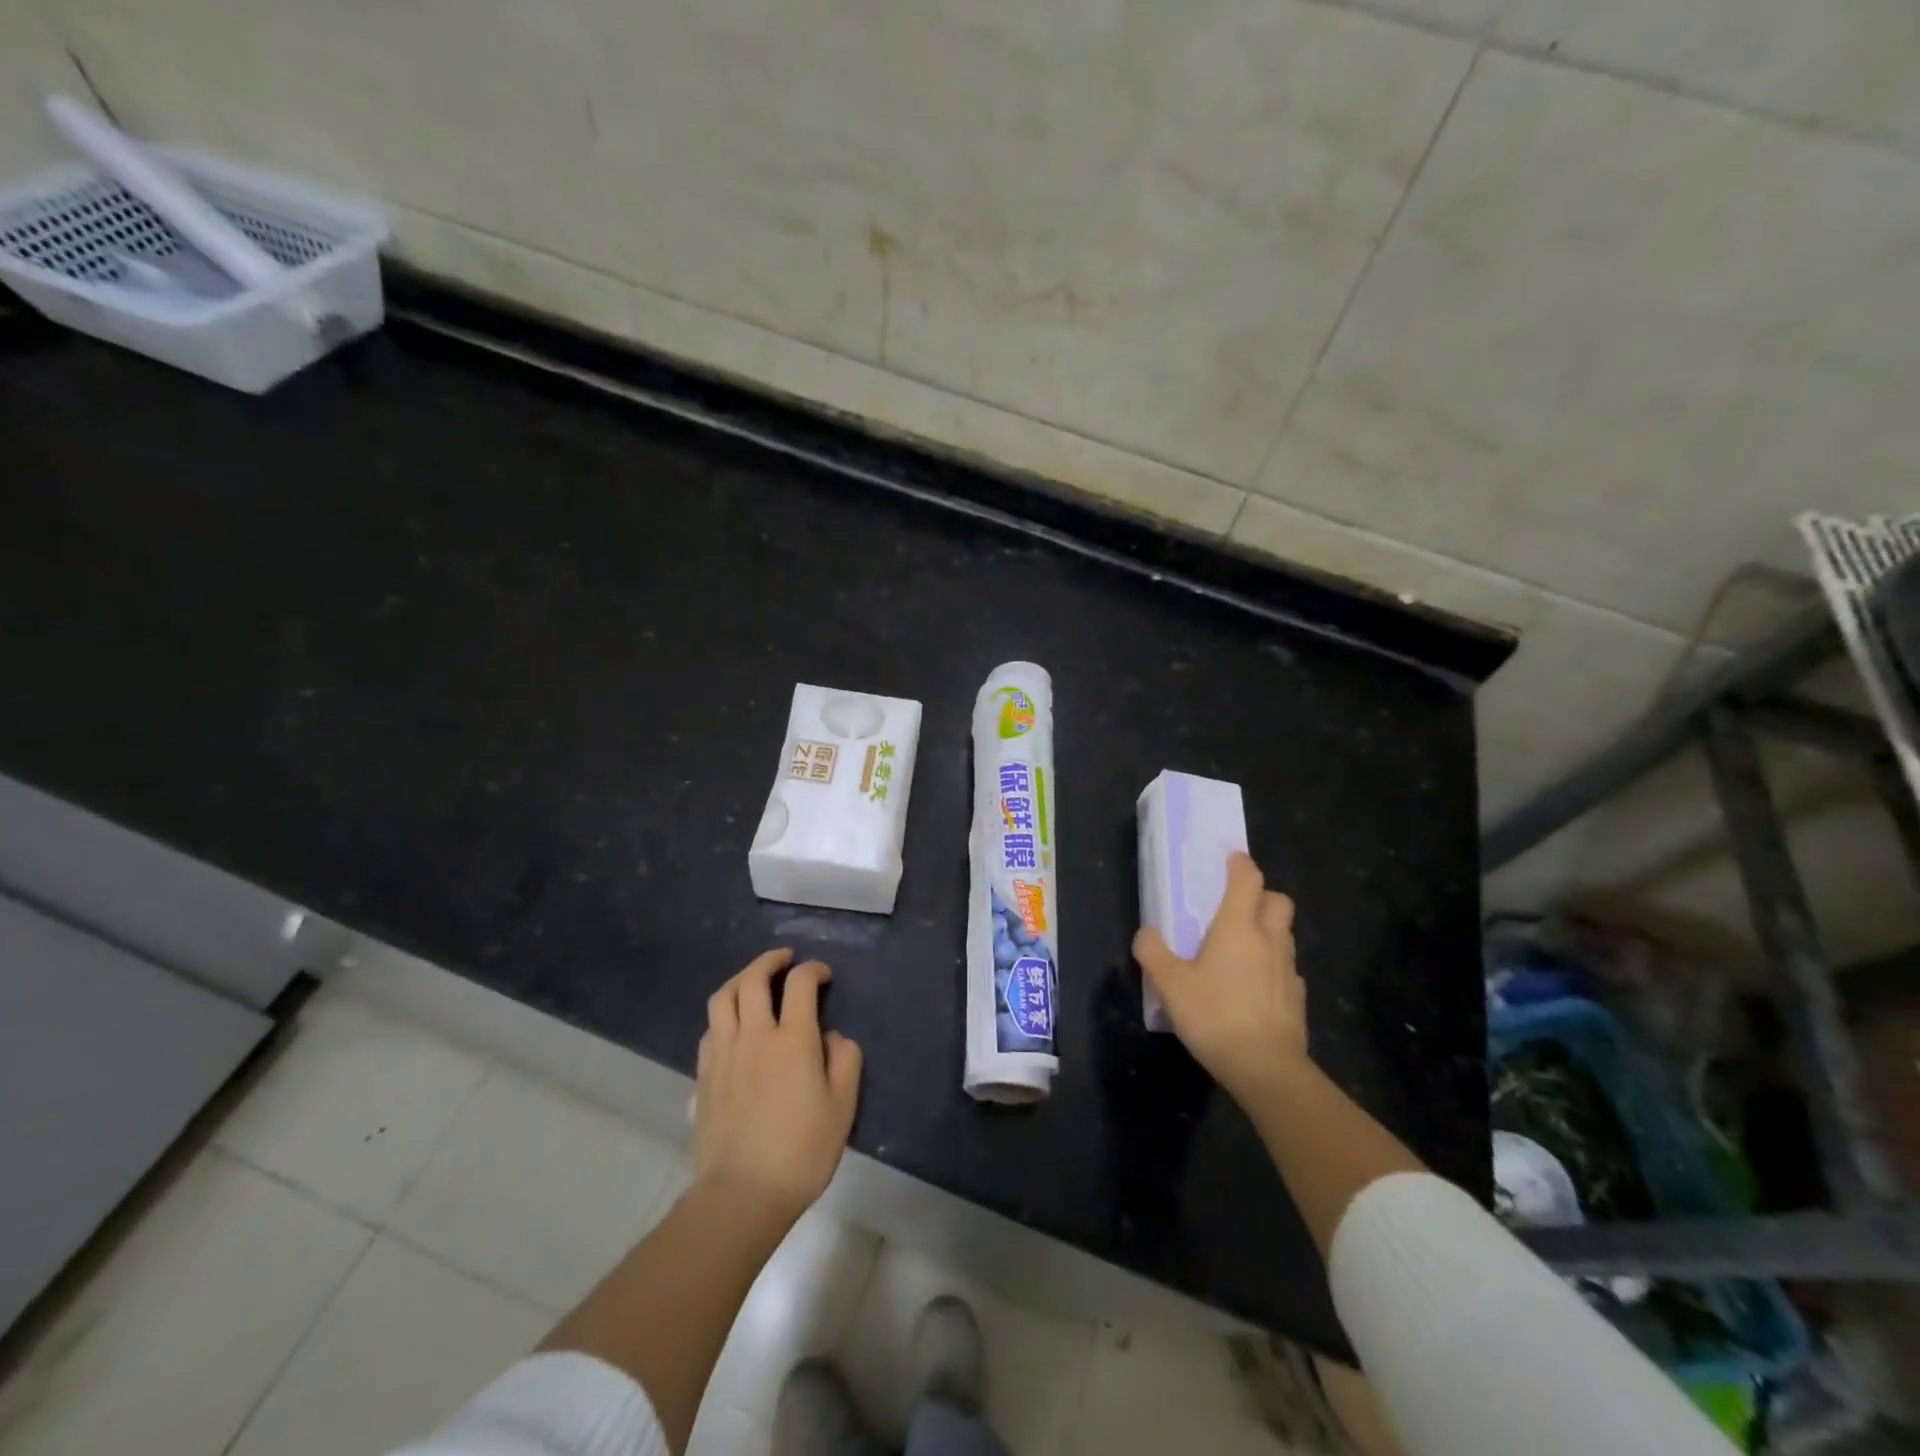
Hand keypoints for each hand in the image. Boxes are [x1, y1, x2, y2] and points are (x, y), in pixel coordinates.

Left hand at [693, 949, 862, 1226]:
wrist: (742, 1194)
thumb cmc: (801, 1151)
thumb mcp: (842, 1108)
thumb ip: (844, 1061)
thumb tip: (832, 1037)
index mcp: (793, 1039)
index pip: (800, 983)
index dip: (813, 970)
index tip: (823, 976)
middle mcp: (755, 1035)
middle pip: (753, 979)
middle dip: (771, 960)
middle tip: (785, 960)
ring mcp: (724, 1053)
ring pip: (723, 997)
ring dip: (741, 979)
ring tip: (754, 981)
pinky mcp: (704, 1074)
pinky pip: (711, 1027)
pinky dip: (725, 1013)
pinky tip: (735, 1025)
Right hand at [1134, 853, 1307, 1100]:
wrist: (1266, 1068)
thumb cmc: (1214, 1015)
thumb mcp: (1169, 983)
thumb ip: (1153, 952)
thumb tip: (1146, 933)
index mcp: (1237, 927)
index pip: (1248, 880)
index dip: (1240, 864)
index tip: (1231, 858)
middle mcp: (1268, 939)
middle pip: (1278, 901)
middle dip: (1262, 895)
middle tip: (1238, 905)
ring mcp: (1288, 969)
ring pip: (1285, 934)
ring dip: (1269, 930)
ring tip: (1243, 947)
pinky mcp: (1297, 998)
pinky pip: (1287, 969)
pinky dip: (1274, 967)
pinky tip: (1256, 986)